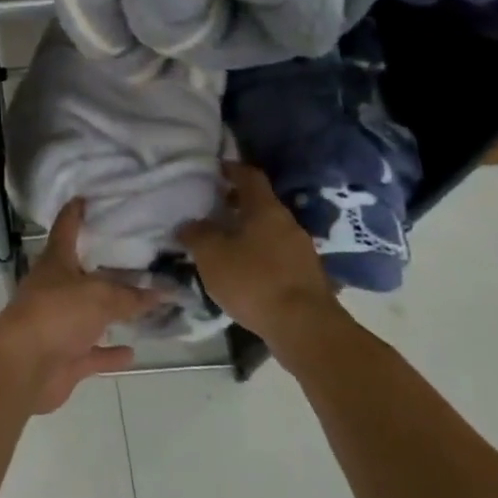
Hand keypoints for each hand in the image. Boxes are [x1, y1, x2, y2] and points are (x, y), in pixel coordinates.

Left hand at [0, 200, 159, 412]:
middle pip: (82, 273)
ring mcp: (59, 324)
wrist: (24, 366)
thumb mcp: (99, 296)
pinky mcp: (65, 357)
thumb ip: (132, 295)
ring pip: (90, 314)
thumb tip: (163, 292)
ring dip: (112, 312)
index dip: (75, 212)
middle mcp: (55, 289)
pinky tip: (133, 351)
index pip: (66, 228)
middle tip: (138, 254)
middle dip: (105, 266)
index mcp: (56, 262)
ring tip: (144, 303)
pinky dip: (110, 352)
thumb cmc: (56, 314)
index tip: (87, 198)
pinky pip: (93, 352)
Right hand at [176, 162, 338, 338]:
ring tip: (224, 245)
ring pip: (270, 232)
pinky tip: (245, 273)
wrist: (305, 328)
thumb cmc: (253, 281)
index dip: (232, 169)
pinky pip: (278, 256)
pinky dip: (260, 256)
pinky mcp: (307, 277)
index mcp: (266, 209)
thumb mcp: (211, 255)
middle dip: (237, 204)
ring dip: (248, 233)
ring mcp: (302, 250)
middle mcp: (288, 223)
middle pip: (260, 204)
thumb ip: (196, 234)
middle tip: (212, 210)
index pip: (250, 176)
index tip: (215, 169)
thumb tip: (189, 223)